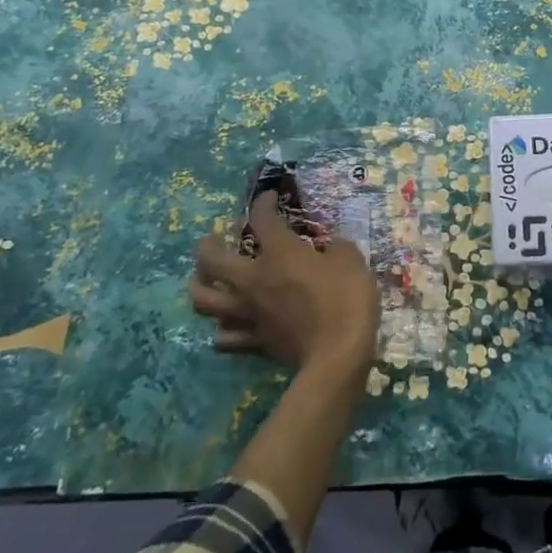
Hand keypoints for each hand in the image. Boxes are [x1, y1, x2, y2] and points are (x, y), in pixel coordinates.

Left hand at [191, 195, 379, 374]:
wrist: (338, 354)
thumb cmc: (346, 299)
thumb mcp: (351, 260)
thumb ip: (336, 248)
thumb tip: (330, 247)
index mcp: (280, 253)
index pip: (263, 218)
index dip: (263, 203)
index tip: (270, 198)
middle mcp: (254, 280)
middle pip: (212, 259)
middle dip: (207, 245)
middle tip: (211, 240)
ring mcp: (249, 312)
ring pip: (205, 300)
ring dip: (200, 287)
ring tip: (205, 280)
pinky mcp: (254, 342)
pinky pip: (224, 337)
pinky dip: (222, 329)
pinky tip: (227, 324)